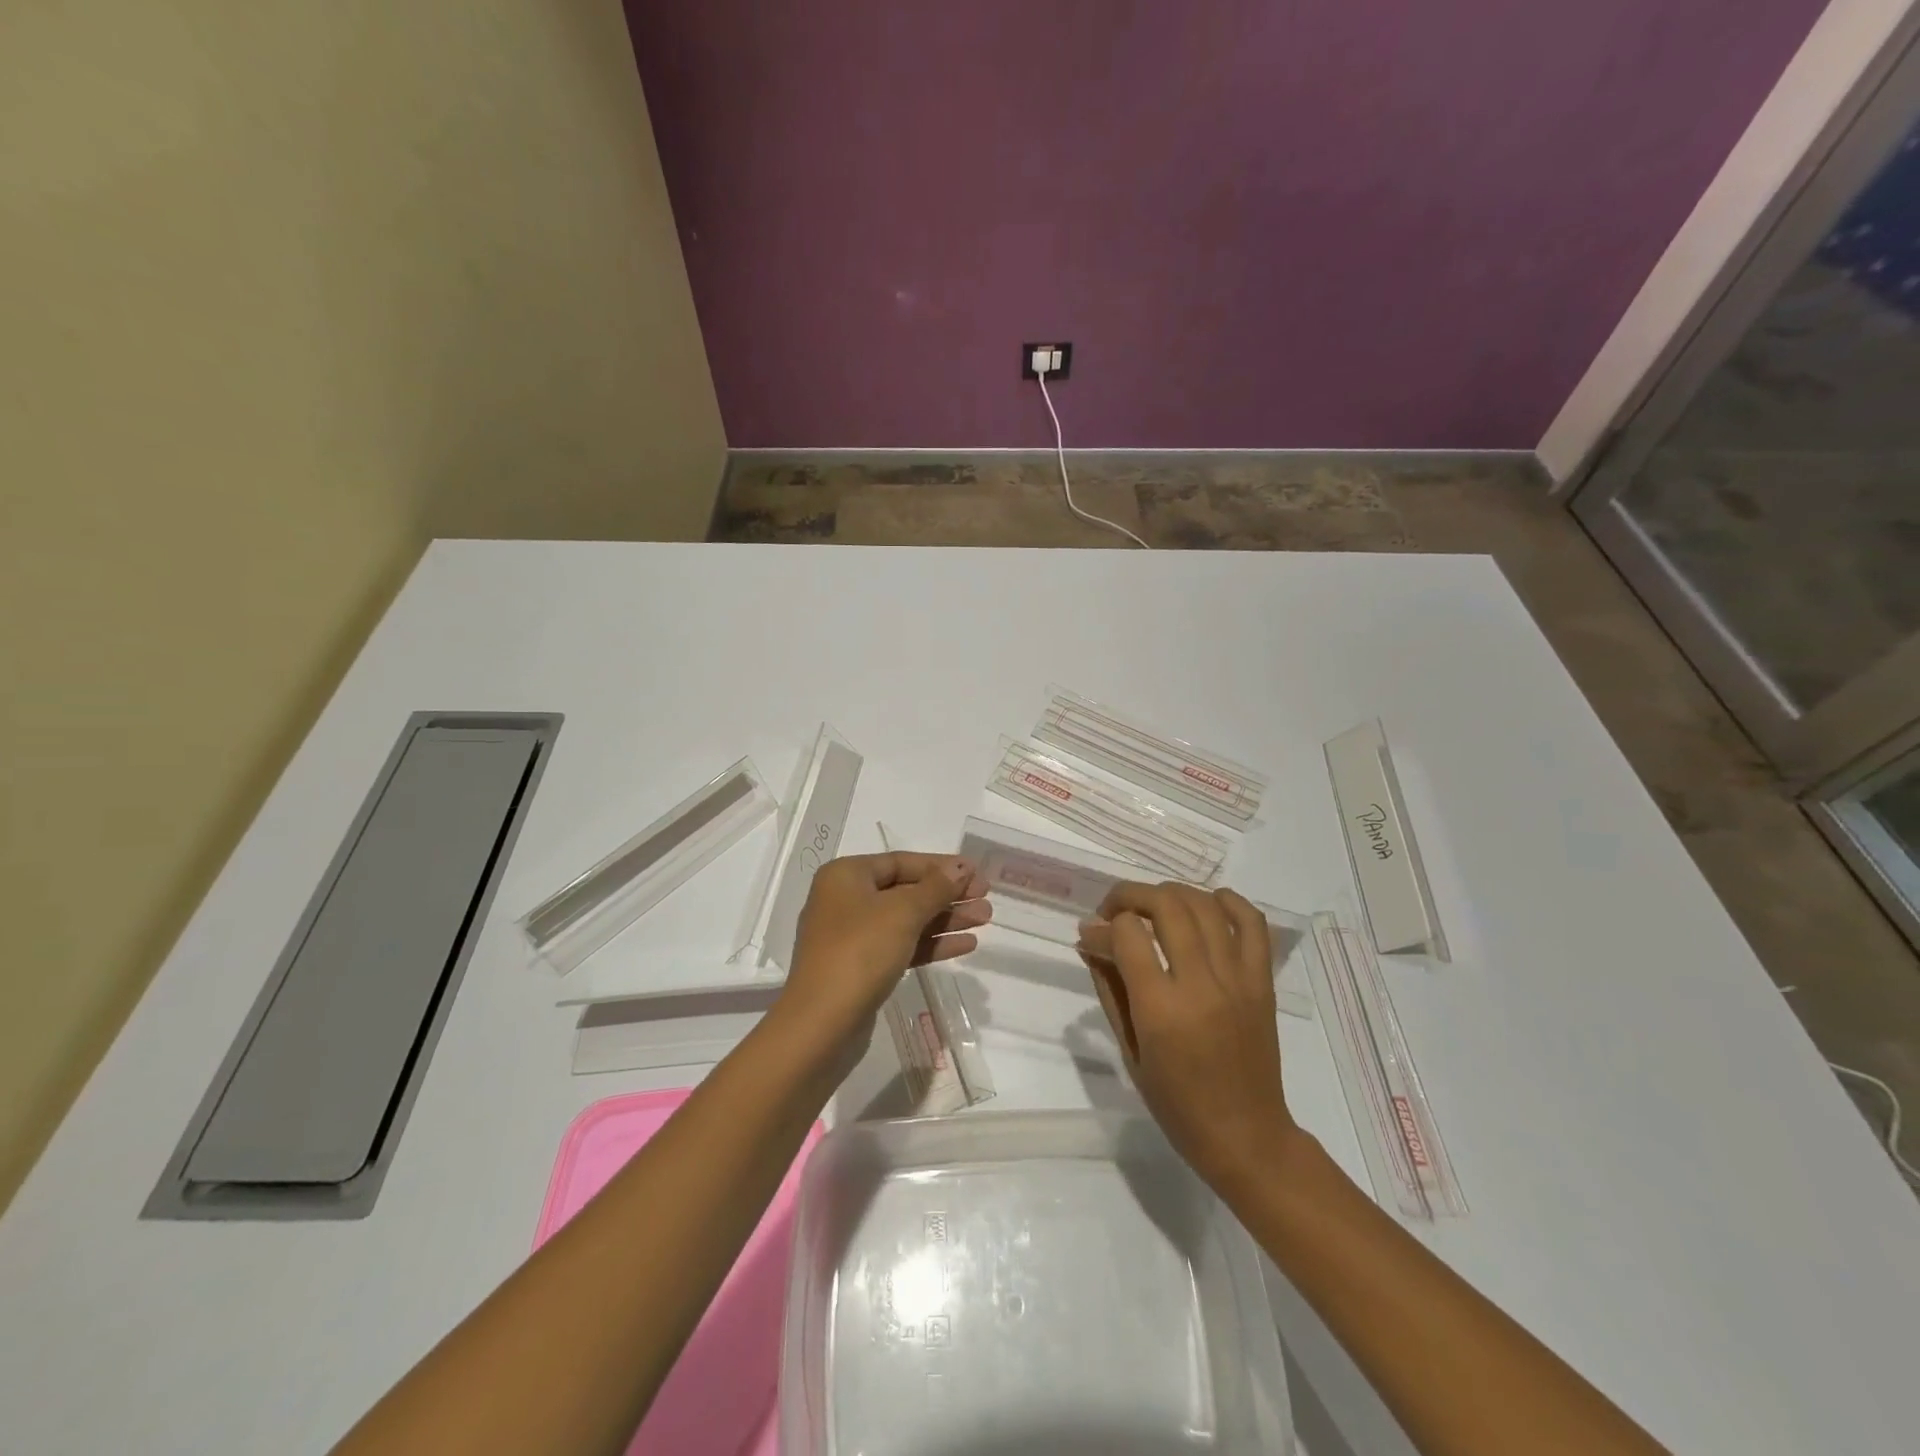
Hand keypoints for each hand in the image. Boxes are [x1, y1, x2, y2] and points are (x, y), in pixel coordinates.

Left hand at [783, 852, 990, 1042]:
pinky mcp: (862, 968)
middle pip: (906, 891)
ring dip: (945, 919)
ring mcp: (853, 937)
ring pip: (907, 920)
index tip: (976, 873)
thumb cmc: (860, 952)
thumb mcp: (903, 913)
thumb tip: (960, 868)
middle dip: (947, 895)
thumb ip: (936, 887)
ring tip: (985, 920)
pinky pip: (902, 946)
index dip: (941, 866)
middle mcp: (846, 900)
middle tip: (986, 899)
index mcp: (846, 876)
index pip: (901, 862)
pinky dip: (931, 944)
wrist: (821, 1025)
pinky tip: (965, 945)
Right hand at [1078, 882, 1297, 1193]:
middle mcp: (1202, 985)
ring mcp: (1238, 979)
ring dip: (1170, 893)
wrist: (1246, 1135)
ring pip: (1205, 905)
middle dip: (1130, 895)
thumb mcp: (1130, 1049)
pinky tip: (1205, 904)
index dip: (1102, 926)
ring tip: (1151, 906)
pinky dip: (1228, 901)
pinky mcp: (1263, 982)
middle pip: (1167, 906)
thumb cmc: (1176, 1103)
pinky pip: (1253, 923)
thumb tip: (1090, 941)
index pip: (1128, 935)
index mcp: (1162, 1010)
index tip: (1090, 934)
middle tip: (1113, 910)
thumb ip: (1110, 988)